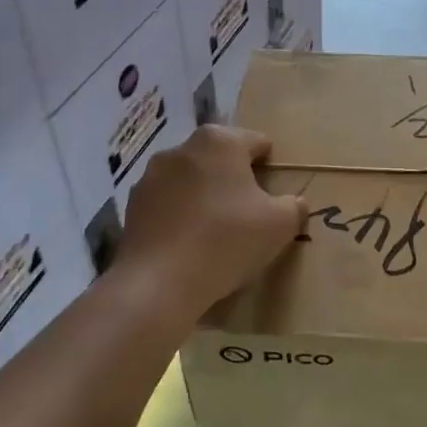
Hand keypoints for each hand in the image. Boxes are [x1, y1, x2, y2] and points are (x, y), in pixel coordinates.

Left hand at [111, 126, 305, 327]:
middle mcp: (183, 148)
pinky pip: (167, 203)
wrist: (159, 285)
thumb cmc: (227, 241)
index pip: (257, 142)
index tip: (274, 196)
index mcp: (220, 141)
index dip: (270, 167)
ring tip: (216, 232)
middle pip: (221, 158)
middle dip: (235, 179)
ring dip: (204, 195)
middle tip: (249, 214)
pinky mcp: (132, 205)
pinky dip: (180, 215)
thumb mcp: (280, 225)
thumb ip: (294, 206)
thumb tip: (293, 203)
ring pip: (191, 179)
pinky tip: (189, 244)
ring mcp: (151, 176)